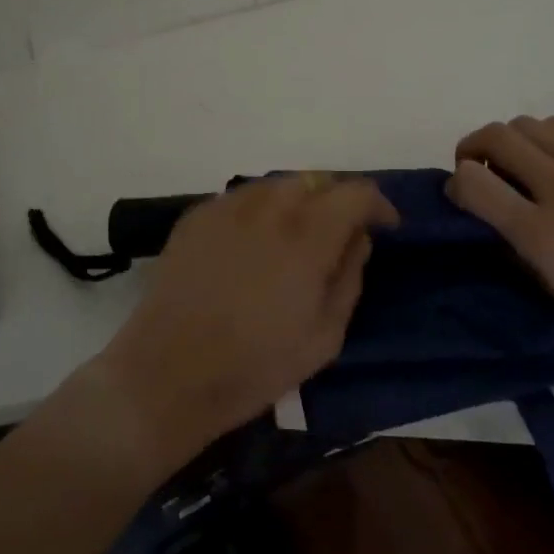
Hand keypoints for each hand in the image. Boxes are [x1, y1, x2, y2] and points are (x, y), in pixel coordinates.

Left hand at [92, 176, 397, 462]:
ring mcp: (228, 206)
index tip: (385, 226)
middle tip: (341, 233)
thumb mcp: (325, 336)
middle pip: (316, 180)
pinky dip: (261, 211)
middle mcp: (269, 206)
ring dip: (299, 202)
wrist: (168, 373)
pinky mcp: (197, 216)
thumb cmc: (256, 365)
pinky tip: (255, 243)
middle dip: (337, 201)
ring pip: (277, 185)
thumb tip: (357, 238)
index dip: (378, 204)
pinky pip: (242, 198)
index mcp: (308, 234)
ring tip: (297, 236)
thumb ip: (349, 276)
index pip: (356, 192)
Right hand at [448, 117, 553, 355]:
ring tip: (516, 168)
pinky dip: (541, 139)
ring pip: (526, 123)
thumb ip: (508, 246)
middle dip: (471, 150)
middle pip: (496, 136)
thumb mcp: (550, 290)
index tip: (459, 198)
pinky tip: (551, 164)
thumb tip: (481, 214)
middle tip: (478, 175)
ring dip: (507, 141)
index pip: (473, 182)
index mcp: (543, 235)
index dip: (455, 185)